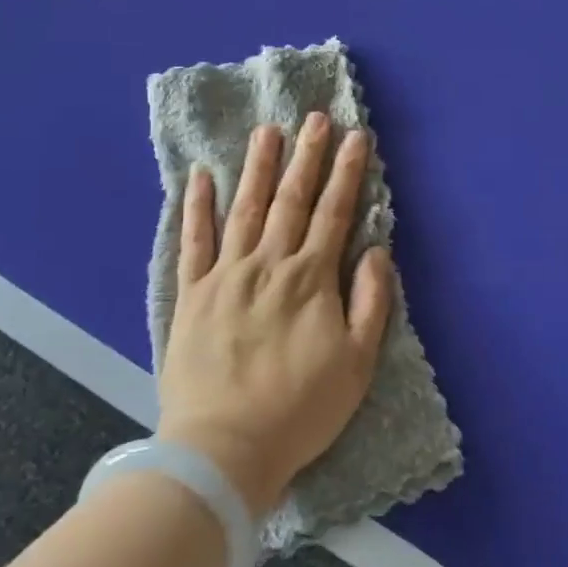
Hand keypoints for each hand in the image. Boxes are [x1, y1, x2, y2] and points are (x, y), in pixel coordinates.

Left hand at [156, 114, 394, 514]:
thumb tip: (375, 251)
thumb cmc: (300, 409)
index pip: (334, 213)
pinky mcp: (192, 294)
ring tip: (267, 131)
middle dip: (307, 156)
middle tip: (315, 118)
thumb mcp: (357, 363)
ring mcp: (226, 275)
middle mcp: (269, 264)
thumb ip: (370, 301)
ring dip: (259, 168)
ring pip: (246, 209)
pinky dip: (197, 207)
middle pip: (292, 200)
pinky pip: (193, 241)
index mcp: (311, 279)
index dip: (348, 173)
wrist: (224, 448)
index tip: (356, 137)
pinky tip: (202, 177)